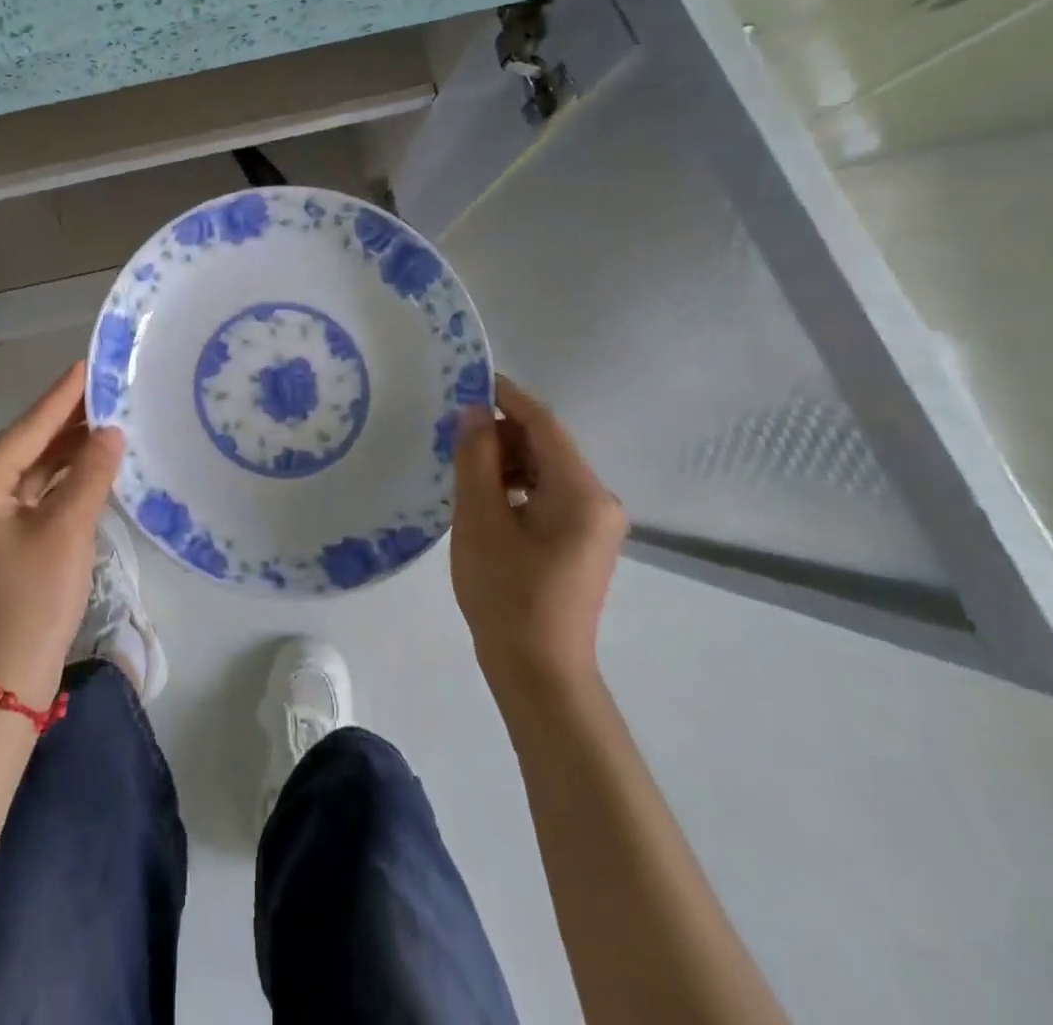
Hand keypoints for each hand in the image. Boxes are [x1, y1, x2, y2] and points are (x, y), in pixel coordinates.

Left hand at [0, 363, 124, 708]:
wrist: (3, 682)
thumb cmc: (31, 600)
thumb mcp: (66, 531)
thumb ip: (90, 474)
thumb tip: (112, 431)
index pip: (27, 428)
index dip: (62, 395)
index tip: (89, 362)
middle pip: (26, 444)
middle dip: (68, 420)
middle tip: (109, 388)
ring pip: (31, 469)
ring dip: (68, 449)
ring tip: (110, 418)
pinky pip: (33, 493)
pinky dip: (62, 478)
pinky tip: (93, 461)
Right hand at [450, 376, 627, 692]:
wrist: (539, 673)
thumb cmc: (506, 594)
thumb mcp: (480, 520)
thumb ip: (476, 459)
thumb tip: (475, 413)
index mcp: (582, 491)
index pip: (544, 424)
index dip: (508, 397)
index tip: (470, 380)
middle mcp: (599, 500)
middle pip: (547, 446)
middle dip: (503, 433)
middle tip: (454, 434)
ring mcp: (595, 523)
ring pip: (546, 471)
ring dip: (507, 461)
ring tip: (463, 468)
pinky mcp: (583, 542)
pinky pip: (548, 495)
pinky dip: (517, 487)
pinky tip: (485, 498)